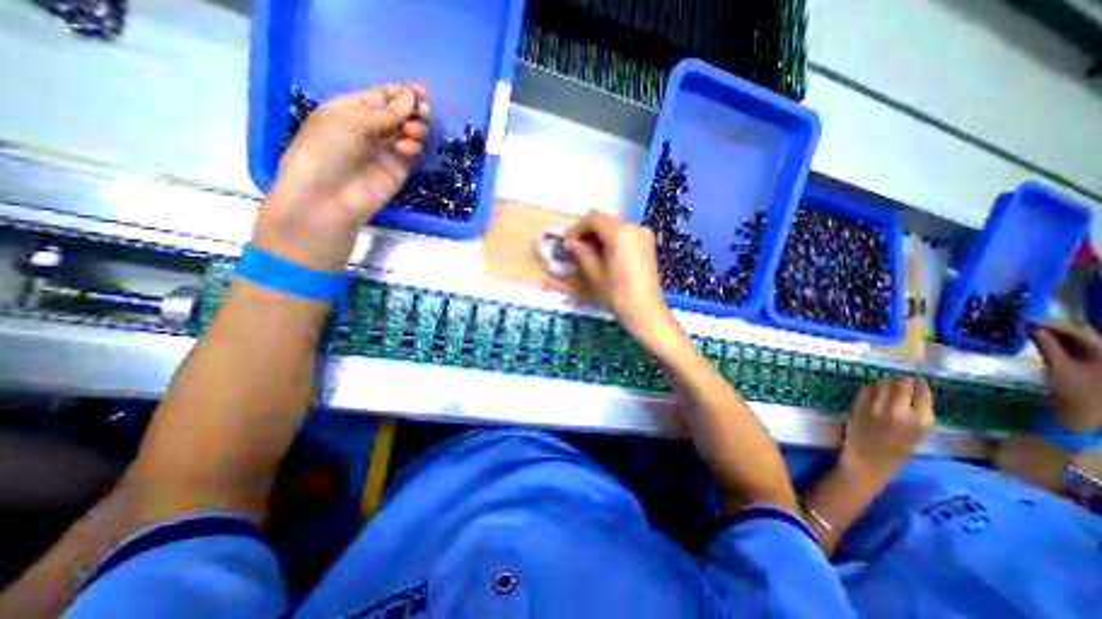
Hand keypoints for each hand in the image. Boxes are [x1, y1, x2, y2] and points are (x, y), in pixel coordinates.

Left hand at [254, 83, 428, 270]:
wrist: (329, 198)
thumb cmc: (327, 151)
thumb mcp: (351, 122)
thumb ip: (386, 112)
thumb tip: (412, 97)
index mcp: (352, 109)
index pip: (382, 96)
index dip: (400, 92)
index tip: (418, 91)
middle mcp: (371, 128)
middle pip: (399, 113)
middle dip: (413, 109)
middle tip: (422, 110)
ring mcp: (385, 150)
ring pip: (409, 132)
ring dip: (415, 127)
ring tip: (412, 132)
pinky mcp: (398, 169)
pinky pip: (410, 151)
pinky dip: (412, 146)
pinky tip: (406, 149)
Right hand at [562, 213, 682, 354]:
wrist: (646, 311)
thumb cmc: (618, 294)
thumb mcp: (595, 273)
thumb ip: (581, 252)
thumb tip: (569, 242)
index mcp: (620, 232)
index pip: (593, 218)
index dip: (576, 228)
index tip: (566, 242)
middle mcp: (634, 227)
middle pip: (605, 220)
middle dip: (587, 231)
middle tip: (574, 248)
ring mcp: (643, 234)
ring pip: (614, 226)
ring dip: (599, 235)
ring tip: (587, 252)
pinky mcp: (648, 243)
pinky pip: (625, 233)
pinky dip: (611, 239)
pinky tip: (603, 254)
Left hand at [847, 376, 927, 475]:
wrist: (868, 459)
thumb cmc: (896, 450)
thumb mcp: (918, 433)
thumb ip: (917, 413)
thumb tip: (915, 391)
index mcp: (921, 421)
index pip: (922, 393)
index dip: (919, 384)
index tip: (917, 380)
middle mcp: (899, 411)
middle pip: (901, 384)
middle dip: (902, 380)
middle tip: (901, 378)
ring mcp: (876, 407)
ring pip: (882, 383)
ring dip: (886, 381)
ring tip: (888, 382)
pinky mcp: (858, 405)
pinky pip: (866, 389)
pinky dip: (871, 386)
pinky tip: (873, 388)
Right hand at [1030, 322, 1101, 431]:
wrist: (1090, 415)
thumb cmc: (1076, 393)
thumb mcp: (1059, 368)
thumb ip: (1048, 347)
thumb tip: (1033, 329)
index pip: (1081, 331)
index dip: (1053, 324)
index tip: (1026, 319)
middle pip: (1085, 335)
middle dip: (1056, 328)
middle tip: (1026, 324)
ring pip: (1083, 341)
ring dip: (1057, 336)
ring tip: (1032, 331)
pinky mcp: (1099, 366)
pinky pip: (1082, 349)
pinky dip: (1062, 344)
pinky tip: (1045, 343)